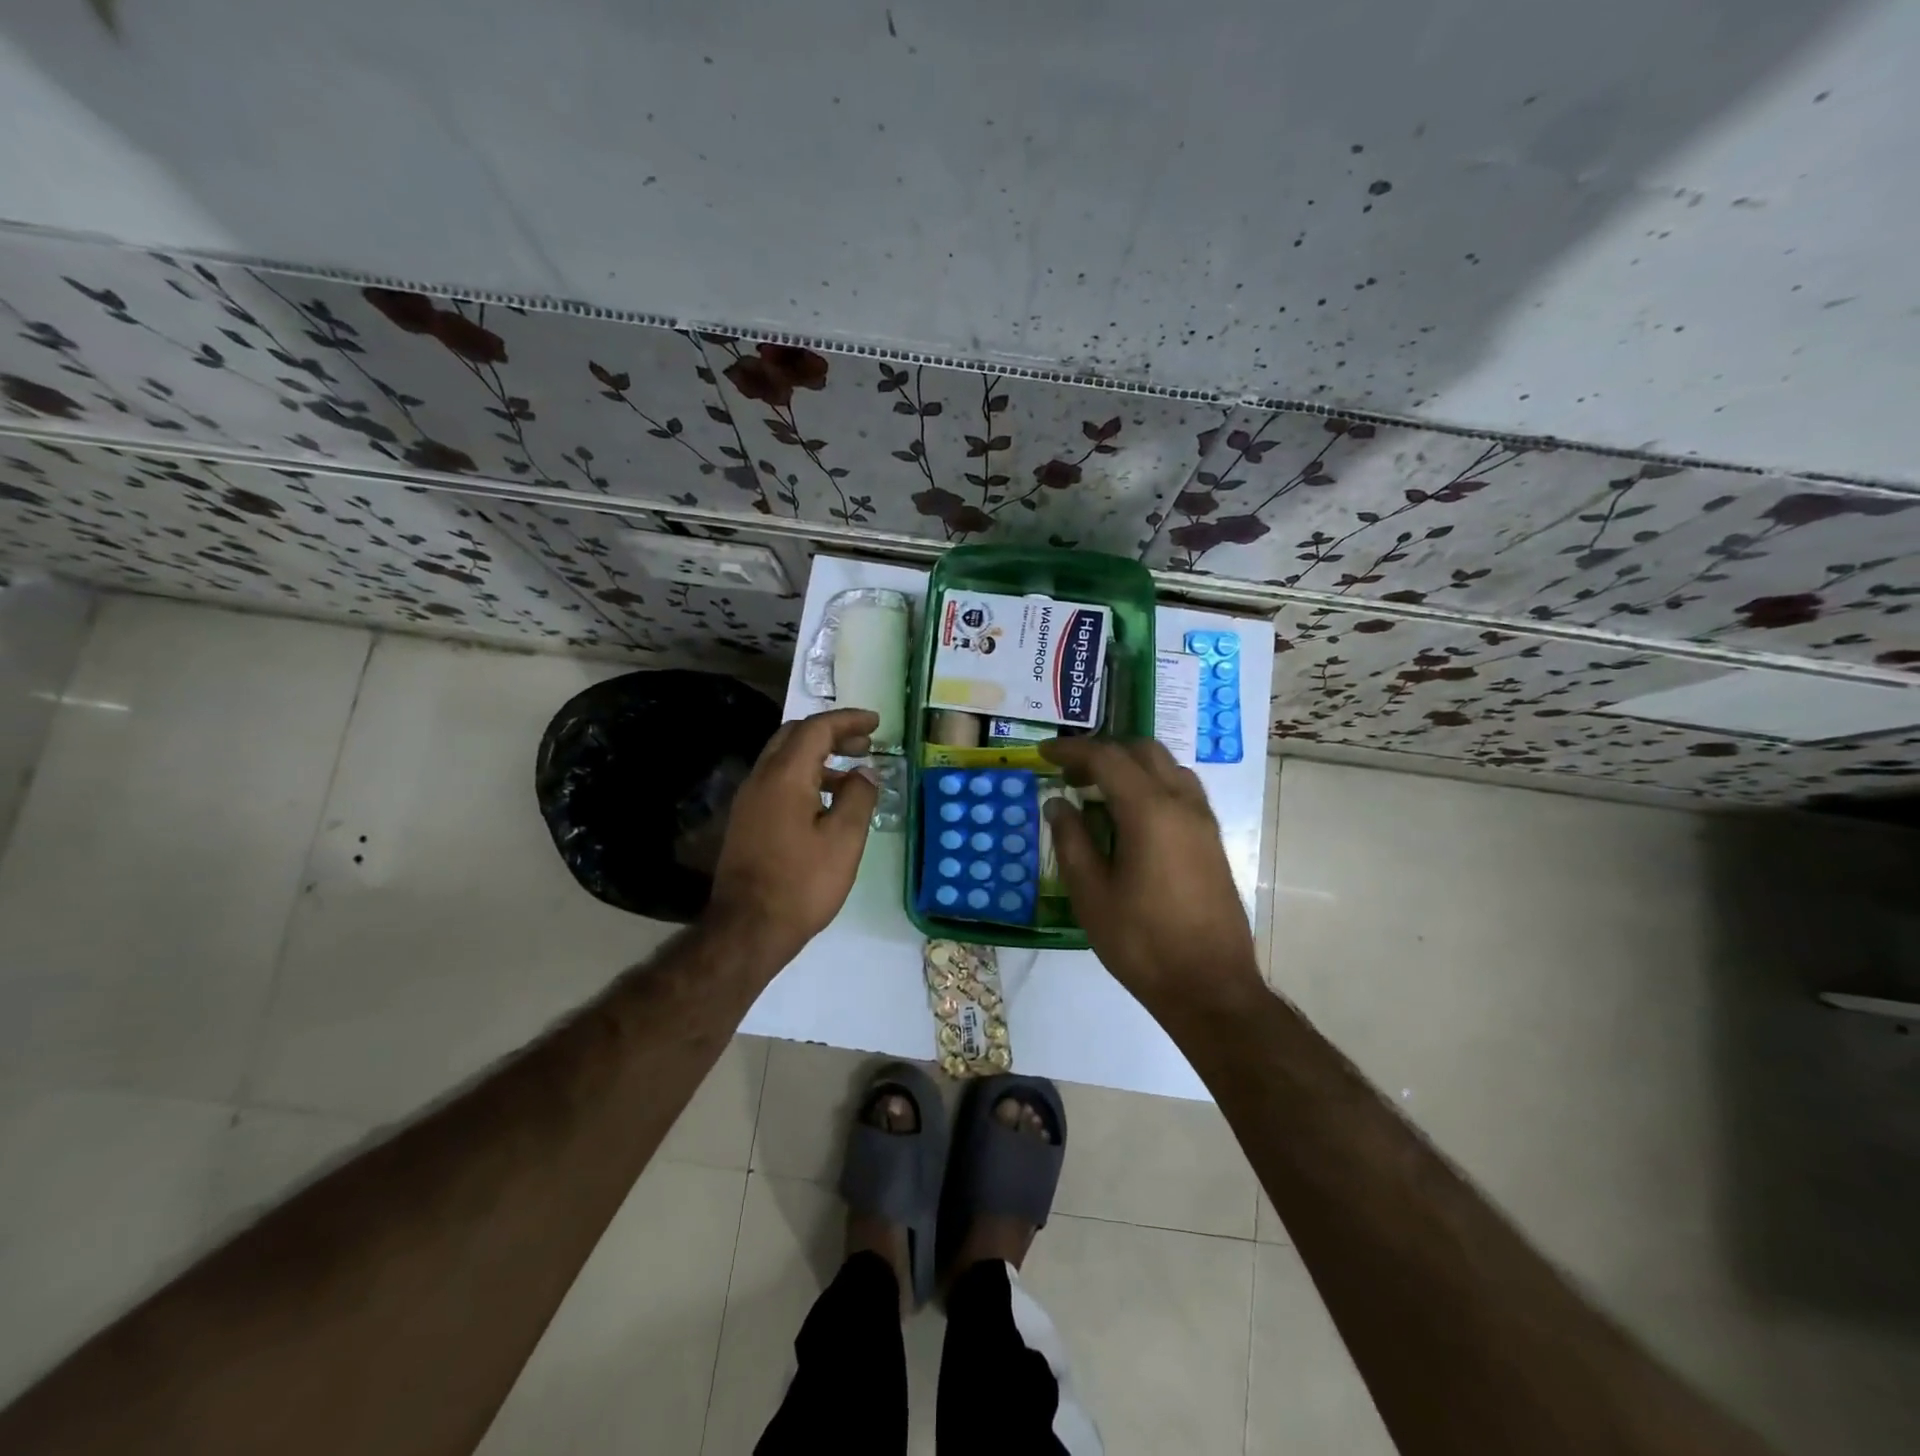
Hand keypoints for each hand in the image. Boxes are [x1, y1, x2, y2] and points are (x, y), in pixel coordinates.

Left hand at [706, 708, 878, 967]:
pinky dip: (805, 777)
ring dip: (818, 756)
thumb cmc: (802, 883)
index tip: (876, 723)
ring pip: (784, 759)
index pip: (817, 729)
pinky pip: (777, 782)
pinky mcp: (746, 821)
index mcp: (785, 776)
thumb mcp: (844, 840)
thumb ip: (859, 798)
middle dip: (831, 733)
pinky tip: (826, 803)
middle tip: (864, 743)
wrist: (748, 929)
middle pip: (794, 736)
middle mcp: (761, 778)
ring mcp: (749, 800)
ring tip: (852, 775)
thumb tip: (865, 773)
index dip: (848, 720)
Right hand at [1040, 737, 1262, 1018]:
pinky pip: (1181, 790)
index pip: (1107, 758)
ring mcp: (1204, 821)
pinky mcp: (1212, 840)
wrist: (1210, 987)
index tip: (1043, 752)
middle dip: (1103, 752)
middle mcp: (1182, 804)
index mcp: (1150, 811)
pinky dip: (1152, 785)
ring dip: (1131, 766)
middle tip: (1070, 774)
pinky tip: (1132, 816)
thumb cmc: (1142, 943)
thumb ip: (1072, 840)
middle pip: (1142, 751)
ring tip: (1099, 792)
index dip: (1072, 751)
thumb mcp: (1092, 894)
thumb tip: (1058, 803)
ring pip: (1167, 767)